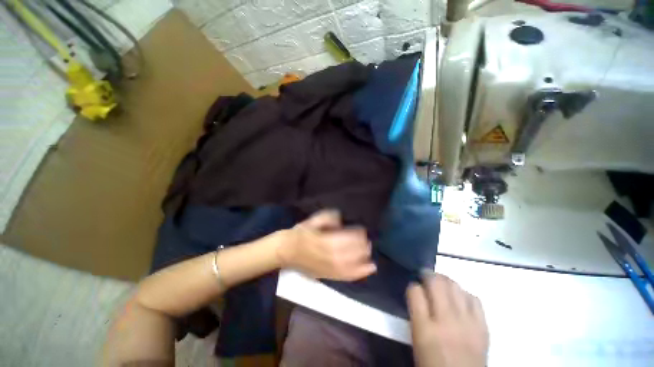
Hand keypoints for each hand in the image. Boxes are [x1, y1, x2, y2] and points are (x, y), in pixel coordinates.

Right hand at [277, 210, 376, 280]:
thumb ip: (327, 218)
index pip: (345, 239)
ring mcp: (328, 268)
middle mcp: (327, 257)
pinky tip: (368, 270)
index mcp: (323, 241)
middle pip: (350, 253)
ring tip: (370, 256)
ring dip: (363, 261)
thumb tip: (341, 221)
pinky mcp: (327, 276)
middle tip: (368, 241)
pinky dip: (359, 274)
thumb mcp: (312, 220)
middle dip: (361, 247)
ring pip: (350, 267)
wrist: (286, 251)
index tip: (362, 230)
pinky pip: (345, 277)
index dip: (356, 235)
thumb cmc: (299, 234)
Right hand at [407, 273, 488, 366]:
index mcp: (424, 329)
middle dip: (428, 274)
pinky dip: (464, 294)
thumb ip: (416, 314)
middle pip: (436, 283)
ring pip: (455, 286)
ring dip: (445, 280)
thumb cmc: (433, 365)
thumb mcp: (417, 340)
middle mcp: (446, 321)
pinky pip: (474, 299)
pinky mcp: (483, 328)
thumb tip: (417, 293)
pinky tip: (460, 298)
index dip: (412, 285)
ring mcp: (467, 323)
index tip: (413, 286)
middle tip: (425, 276)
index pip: (414, 292)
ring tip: (441, 283)